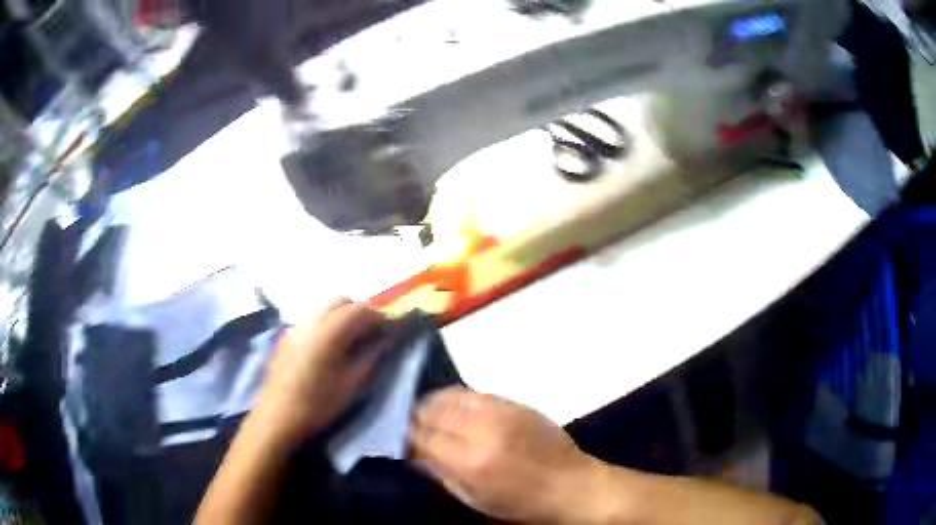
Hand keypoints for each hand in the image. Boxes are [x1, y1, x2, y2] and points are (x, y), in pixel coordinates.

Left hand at [251, 298, 384, 447]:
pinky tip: (328, 350)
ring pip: (324, 309)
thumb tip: (384, 339)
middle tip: (369, 334)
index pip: (360, 309)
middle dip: (358, 312)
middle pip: (341, 301)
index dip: (377, 317)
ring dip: (341, 317)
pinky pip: (312, 320)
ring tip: (349, 342)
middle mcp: (312, 320)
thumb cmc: (319, 402)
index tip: (387, 331)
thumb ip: (370, 355)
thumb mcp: (351, 382)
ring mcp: (297, 326)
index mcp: (330, 330)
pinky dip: (326, 325)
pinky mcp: (287, 336)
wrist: (278, 415)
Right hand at [408, 387, 600, 523]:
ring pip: (452, 396)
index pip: (422, 438)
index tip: (398, 436)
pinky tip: (453, 405)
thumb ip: (441, 474)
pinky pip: (476, 393)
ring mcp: (501, 412)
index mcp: (470, 462)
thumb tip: (415, 453)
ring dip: (433, 402)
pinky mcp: (516, 404)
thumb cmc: (521, 503)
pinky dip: (457, 398)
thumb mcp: (476, 500)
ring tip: (426, 409)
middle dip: (415, 416)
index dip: (406, 436)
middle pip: (433, 412)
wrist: (570, 485)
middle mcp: (482, 431)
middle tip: (408, 421)